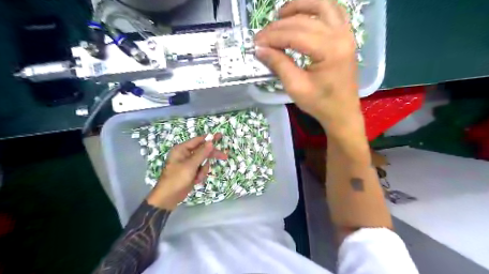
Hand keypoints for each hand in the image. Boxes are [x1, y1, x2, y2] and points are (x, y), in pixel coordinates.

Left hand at [146, 134, 228, 210]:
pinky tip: (195, 181)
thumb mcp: (190, 165)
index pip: (198, 140)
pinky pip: (201, 170)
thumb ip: (202, 153)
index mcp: (181, 149)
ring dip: (203, 170)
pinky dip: (200, 175)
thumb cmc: (177, 179)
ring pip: (203, 162)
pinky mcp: (191, 172)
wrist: (168, 197)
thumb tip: (211, 141)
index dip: (209, 139)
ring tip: (197, 177)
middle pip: (202, 151)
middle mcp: (185, 154)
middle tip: (224, 157)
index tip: (220, 136)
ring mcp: (188, 164)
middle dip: (211, 156)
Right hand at [254, 0, 359, 130]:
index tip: (256, 43)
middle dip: (279, 26)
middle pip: (304, 20)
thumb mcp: (296, 87)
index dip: (272, 37)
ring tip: (280, 15)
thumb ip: (279, 64)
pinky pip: (333, 12)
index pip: (295, 35)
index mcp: (330, 51)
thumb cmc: (320, 103)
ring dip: (299, 6)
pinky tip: (303, 14)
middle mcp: (341, 36)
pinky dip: (316, 8)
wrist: (342, 112)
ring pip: (322, 6)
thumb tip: (260, 49)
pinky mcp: (346, 36)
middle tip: (262, 36)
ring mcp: (347, 33)